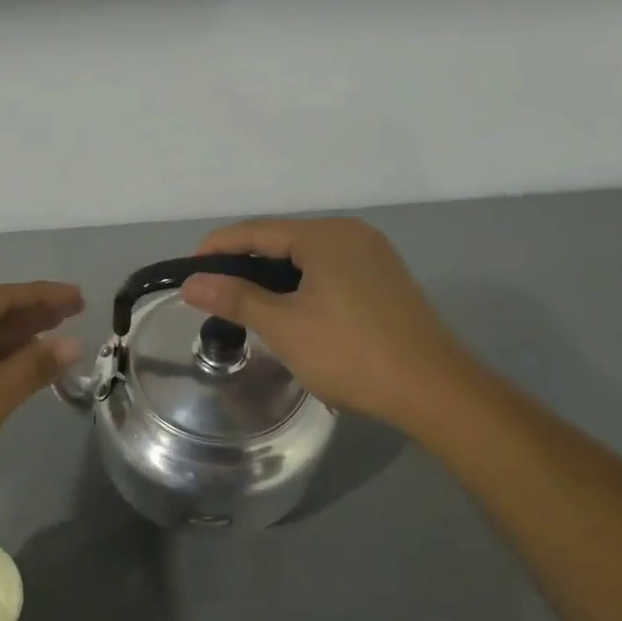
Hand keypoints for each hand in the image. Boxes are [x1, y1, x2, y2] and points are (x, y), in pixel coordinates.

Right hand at [179, 217, 469, 426]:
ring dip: (271, 277)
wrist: (432, 390)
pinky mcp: (384, 280)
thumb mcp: (284, 327)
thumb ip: (236, 298)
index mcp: (326, 236)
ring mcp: (373, 256)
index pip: (257, 230)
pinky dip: (300, 285)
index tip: (188, 271)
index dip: (218, 247)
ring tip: (243, 305)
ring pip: (306, 258)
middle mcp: (351, 234)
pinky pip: (328, 271)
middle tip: (212, 293)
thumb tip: (191, 283)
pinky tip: (288, 311)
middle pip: (282, 240)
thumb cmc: (351, 354)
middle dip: (243, 263)